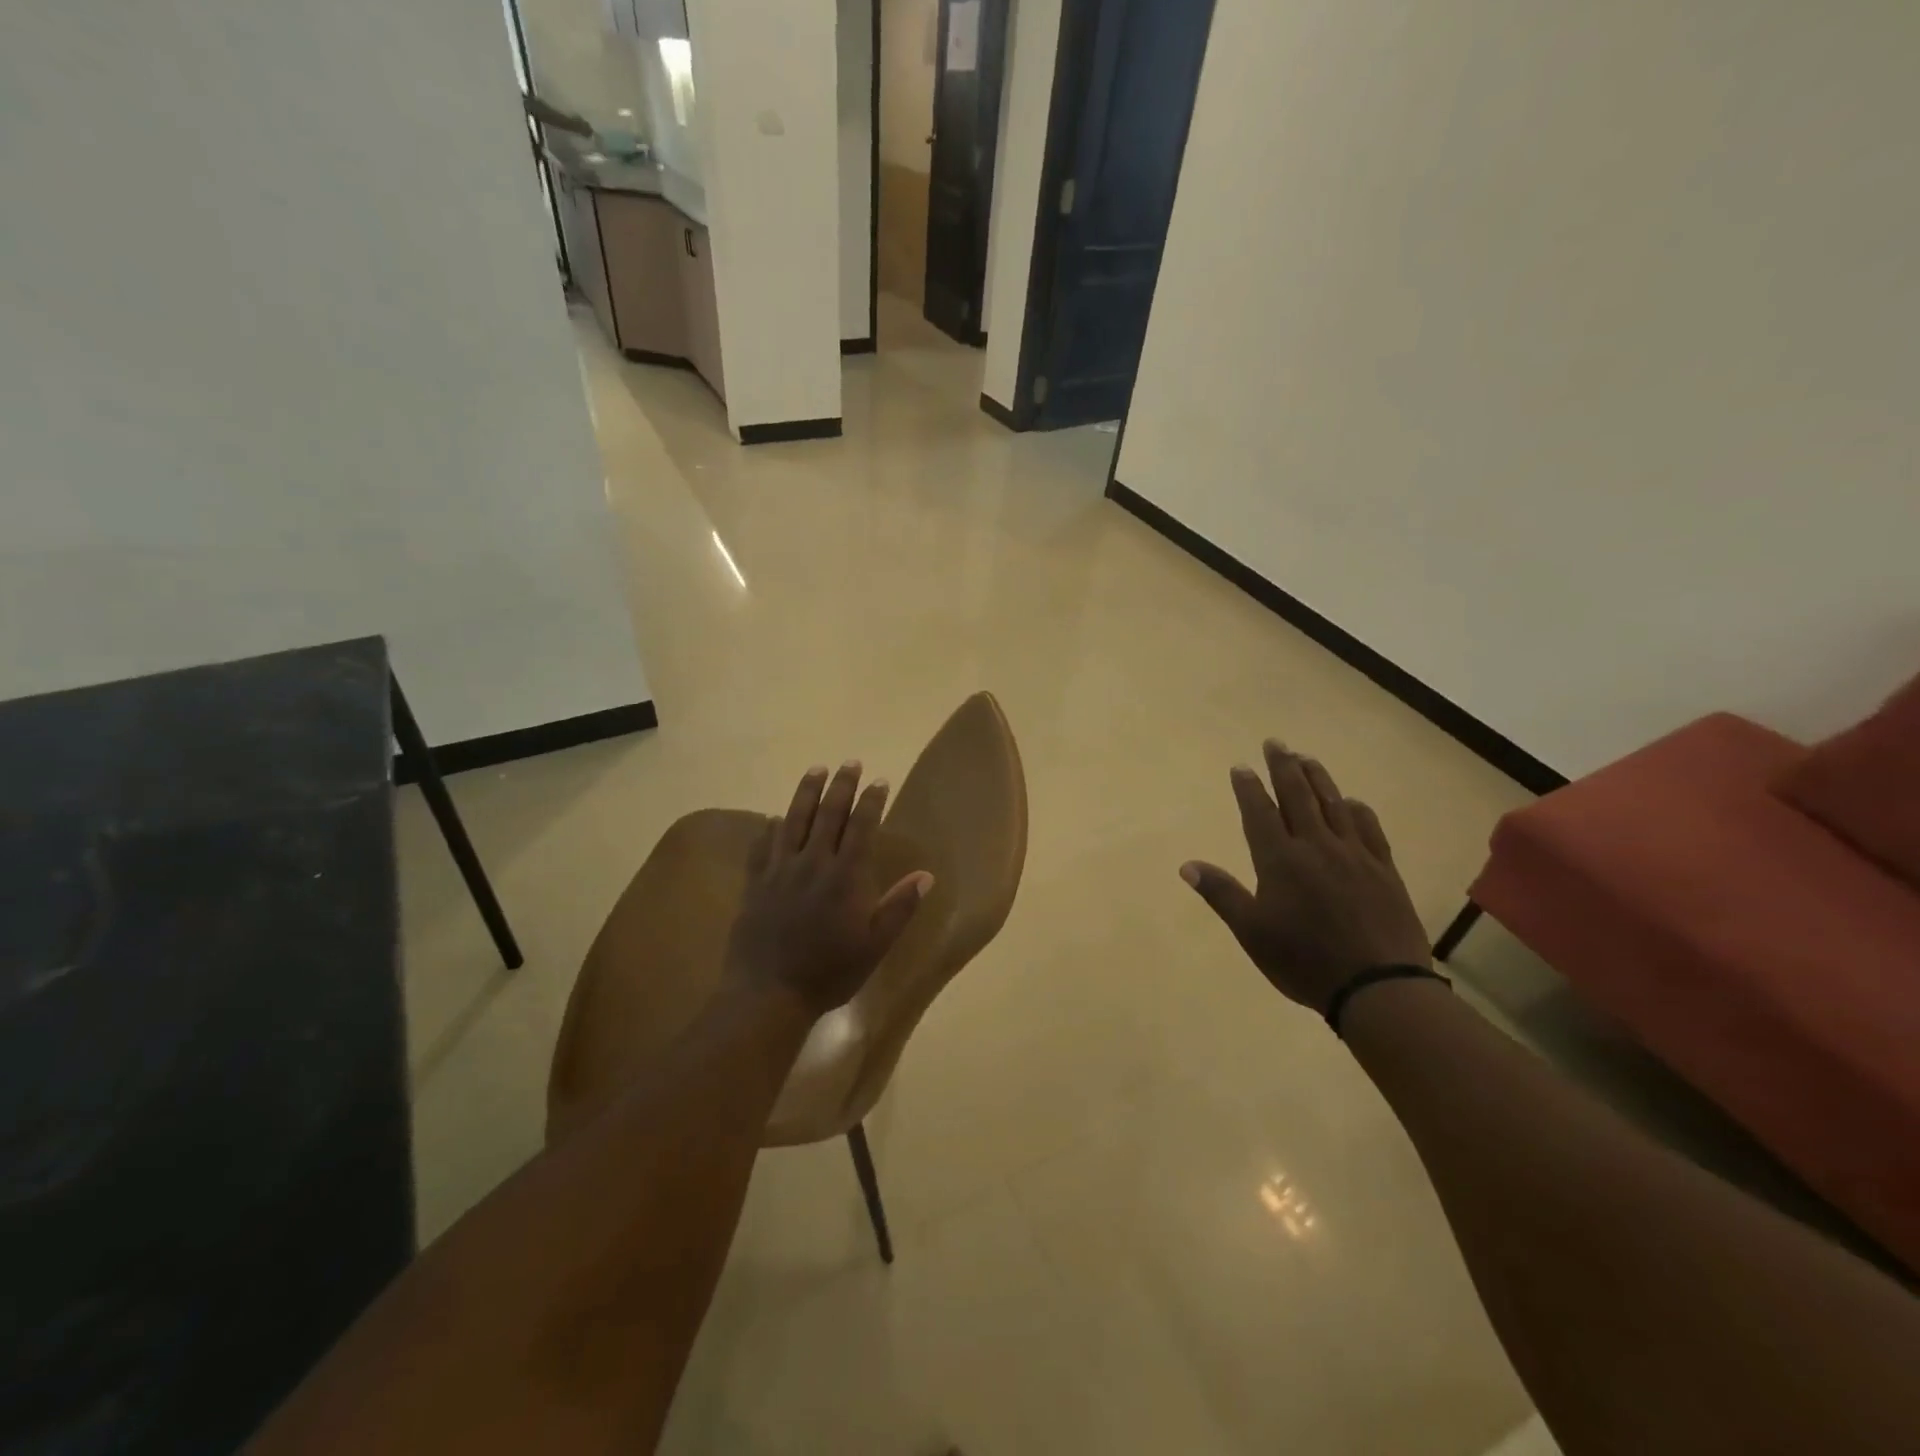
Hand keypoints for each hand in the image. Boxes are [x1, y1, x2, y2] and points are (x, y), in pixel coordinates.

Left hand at [725, 762, 933, 1017]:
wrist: (768, 994)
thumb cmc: (829, 971)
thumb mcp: (875, 945)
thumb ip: (899, 907)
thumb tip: (926, 875)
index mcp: (844, 876)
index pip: (861, 827)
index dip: (871, 801)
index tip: (879, 780)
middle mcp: (812, 863)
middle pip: (828, 814)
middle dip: (841, 785)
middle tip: (849, 763)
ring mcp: (779, 870)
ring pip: (793, 820)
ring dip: (806, 792)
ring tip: (815, 770)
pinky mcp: (755, 883)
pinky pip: (762, 846)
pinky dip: (769, 827)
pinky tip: (773, 818)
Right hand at [1181, 742, 1430, 1013]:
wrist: (1379, 986)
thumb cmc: (1305, 961)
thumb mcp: (1252, 932)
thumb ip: (1221, 894)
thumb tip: (1187, 865)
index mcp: (1280, 860)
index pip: (1260, 812)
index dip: (1249, 788)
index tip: (1241, 767)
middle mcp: (1316, 846)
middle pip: (1298, 796)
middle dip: (1283, 767)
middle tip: (1275, 743)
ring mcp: (1354, 854)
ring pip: (1333, 804)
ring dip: (1318, 778)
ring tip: (1306, 758)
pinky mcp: (1383, 869)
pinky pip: (1369, 828)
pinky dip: (1357, 809)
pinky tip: (1352, 802)